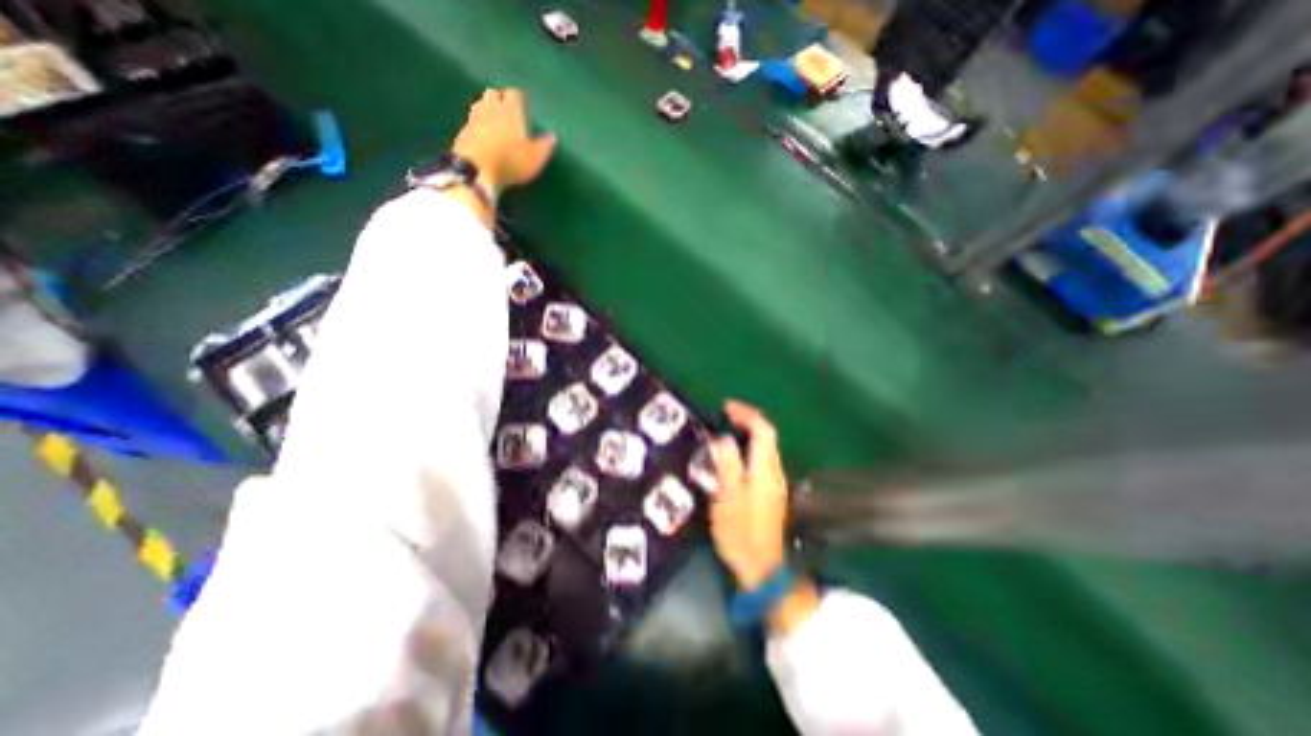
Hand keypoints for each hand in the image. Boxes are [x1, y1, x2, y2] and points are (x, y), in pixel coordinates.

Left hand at [454, 86, 554, 189]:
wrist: (477, 170)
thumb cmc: (511, 162)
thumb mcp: (535, 158)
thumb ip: (544, 146)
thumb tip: (553, 136)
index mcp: (511, 111)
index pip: (515, 94)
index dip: (520, 98)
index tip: (525, 103)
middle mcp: (491, 108)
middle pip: (494, 94)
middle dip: (500, 98)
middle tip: (508, 110)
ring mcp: (474, 118)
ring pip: (480, 104)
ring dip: (487, 108)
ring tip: (494, 119)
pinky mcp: (463, 132)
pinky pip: (471, 121)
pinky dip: (478, 123)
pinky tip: (482, 133)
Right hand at [713, 401, 792, 590]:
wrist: (763, 567)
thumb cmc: (741, 531)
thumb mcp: (728, 496)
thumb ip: (726, 464)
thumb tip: (721, 437)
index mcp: (765, 468)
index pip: (763, 429)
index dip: (746, 414)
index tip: (726, 407)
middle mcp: (774, 471)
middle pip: (766, 436)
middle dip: (747, 420)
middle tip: (723, 416)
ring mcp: (775, 483)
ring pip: (764, 448)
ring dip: (747, 434)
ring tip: (724, 432)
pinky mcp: (770, 493)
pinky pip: (760, 460)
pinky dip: (747, 449)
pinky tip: (731, 457)